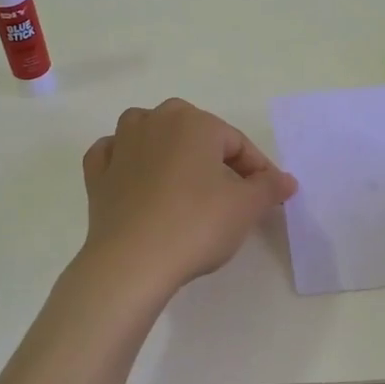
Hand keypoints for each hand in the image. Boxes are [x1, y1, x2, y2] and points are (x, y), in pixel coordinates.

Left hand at [74, 98, 297, 302]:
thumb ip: (269, 187)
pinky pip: (113, 154)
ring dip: (166, 145)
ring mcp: (122, 145)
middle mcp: (155, 122)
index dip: (257, 169)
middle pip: (194, 130)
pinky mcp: (98, 173)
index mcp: (194, 123)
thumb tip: (286, 180)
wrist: (133, 261)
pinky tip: (134, 176)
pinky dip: (124, 159)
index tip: (269, 196)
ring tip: (183, 175)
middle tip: (230, 189)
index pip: (236, 142)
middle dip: (214, 154)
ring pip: (148, 130)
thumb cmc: (196, 225)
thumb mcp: (245, 207)